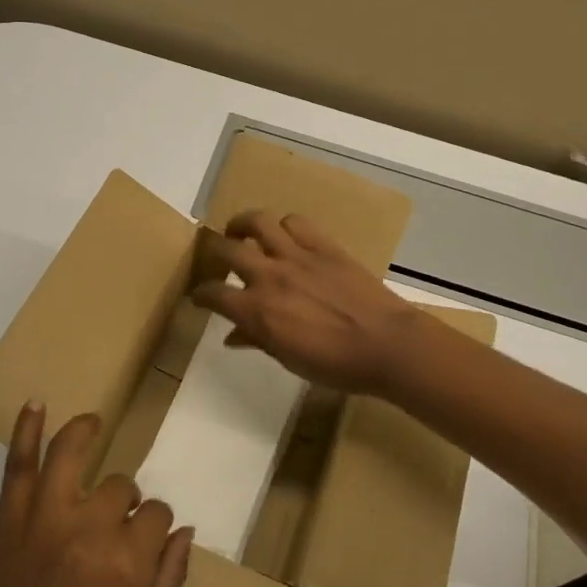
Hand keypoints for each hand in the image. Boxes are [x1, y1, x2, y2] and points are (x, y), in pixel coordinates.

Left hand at [0, 404, 193, 586]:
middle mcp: (91, 528)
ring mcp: (47, 517)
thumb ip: (170, 575)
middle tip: (111, 528)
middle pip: (120, 487)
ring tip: (94, 424)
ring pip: (73, 455)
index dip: (153, 525)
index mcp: (129, 560)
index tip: (144, 540)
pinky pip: (19, 464)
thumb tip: (185, 529)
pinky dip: (26, 431)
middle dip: (124, 504)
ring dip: (84, 433)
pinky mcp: (12, 518)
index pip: (156, 513)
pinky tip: (37, 403)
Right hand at [192, 210, 431, 400]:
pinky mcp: (323, 245)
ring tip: (242, 232)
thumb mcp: (289, 359)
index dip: (201, 294)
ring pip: (258, 222)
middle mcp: (270, 276)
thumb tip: (233, 336)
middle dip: (213, 251)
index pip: (214, 294)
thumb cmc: (336, 364)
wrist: (386, 345)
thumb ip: (258, 341)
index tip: (200, 296)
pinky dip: (284, 226)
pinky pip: (295, 222)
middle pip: (226, 249)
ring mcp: (297, 256)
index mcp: (258, 311)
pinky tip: (285, 237)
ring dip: (243, 224)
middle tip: (216, 256)